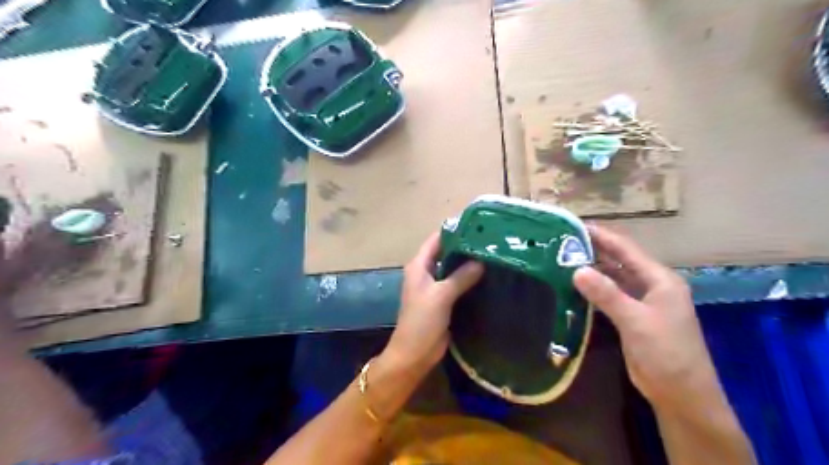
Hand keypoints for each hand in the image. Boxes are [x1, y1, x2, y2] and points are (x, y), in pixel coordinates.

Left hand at [383, 233, 482, 377]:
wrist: (414, 354)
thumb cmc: (422, 321)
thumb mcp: (441, 295)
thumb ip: (460, 277)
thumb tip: (481, 261)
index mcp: (419, 265)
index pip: (436, 240)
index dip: (453, 231)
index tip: (477, 226)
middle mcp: (426, 272)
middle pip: (446, 253)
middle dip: (465, 247)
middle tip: (491, 242)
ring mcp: (435, 287)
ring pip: (453, 269)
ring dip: (468, 264)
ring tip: (493, 256)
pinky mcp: (444, 301)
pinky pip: (458, 284)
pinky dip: (469, 280)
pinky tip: (488, 277)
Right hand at [575, 225, 723, 413]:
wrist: (681, 395)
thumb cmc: (666, 354)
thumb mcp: (636, 321)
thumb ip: (607, 294)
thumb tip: (576, 270)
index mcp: (660, 280)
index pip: (626, 250)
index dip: (602, 236)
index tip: (575, 225)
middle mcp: (651, 285)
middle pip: (619, 261)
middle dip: (594, 250)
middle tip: (563, 241)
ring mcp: (641, 302)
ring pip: (613, 278)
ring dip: (592, 269)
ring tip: (563, 258)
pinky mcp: (631, 317)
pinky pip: (609, 295)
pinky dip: (593, 289)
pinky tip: (574, 285)